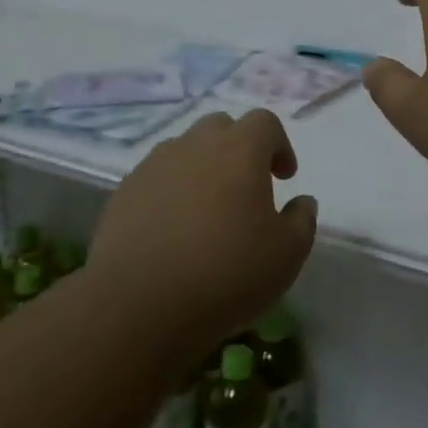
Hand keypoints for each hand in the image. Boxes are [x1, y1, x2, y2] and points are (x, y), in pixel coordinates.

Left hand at [88, 109, 316, 367]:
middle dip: (238, 149)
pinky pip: (157, 178)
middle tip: (246, 189)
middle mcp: (196, 144)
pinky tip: (173, 230)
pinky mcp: (125, 191)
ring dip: (202, 168)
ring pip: (186, 150)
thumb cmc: (225, 274)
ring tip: (207, 211)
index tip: (284, 178)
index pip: (265, 122)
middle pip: (222, 127)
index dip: (279, 145)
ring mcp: (155, 165)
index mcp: (240, 149)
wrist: (137, 305)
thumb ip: (302, 220)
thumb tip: (302, 202)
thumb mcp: (286, 255)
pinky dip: (171, 191)